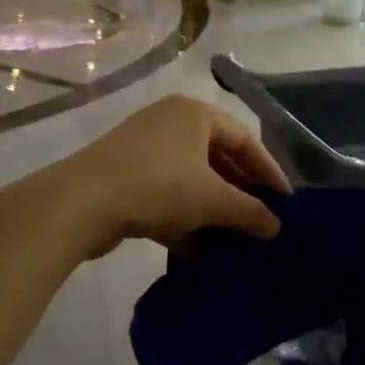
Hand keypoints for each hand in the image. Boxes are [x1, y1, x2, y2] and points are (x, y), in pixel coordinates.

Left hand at [59, 95, 289, 256]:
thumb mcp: (213, 200)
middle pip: (217, 158)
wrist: (80, 203)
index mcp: (195, 114)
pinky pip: (166, 194)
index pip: (245, 139)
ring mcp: (143, 149)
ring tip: (233, 240)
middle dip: (239, 193)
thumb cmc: (159, 186)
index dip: (268, 172)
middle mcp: (170, 123)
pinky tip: (197, 250)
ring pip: (190, 180)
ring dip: (212, 210)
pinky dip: (183, 218)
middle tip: (260, 222)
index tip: (284, 203)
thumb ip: (250, 212)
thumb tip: (276, 228)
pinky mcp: (124, 176)